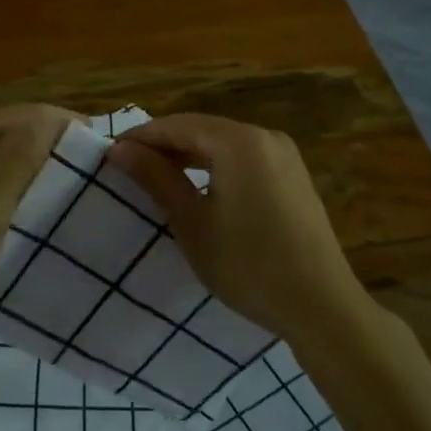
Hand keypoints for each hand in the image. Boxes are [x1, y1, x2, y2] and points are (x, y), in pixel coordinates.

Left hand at [0, 103, 76, 331]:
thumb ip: (16, 160)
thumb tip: (48, 118)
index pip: (15, 114)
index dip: (55, 121)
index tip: (93, 140)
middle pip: (0, 130)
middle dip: (42, 139)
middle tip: (81, 163)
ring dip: (23, 160)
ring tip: (59, 181)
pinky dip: (2, 180)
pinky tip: (19, 201)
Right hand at [108, 113, 371, 342]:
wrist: (320, 305)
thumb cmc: (247, 265)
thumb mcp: (192, 222)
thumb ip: (156, 178)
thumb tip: (120, 149)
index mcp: (239, 142)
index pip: (177, 125)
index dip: (141, 137)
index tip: (109, 156)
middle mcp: (265, 136)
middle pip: (202, 129)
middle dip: (164, 145)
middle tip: (129, 169)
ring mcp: (284, 155)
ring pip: (223, 143)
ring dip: (189, 155)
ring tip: (157, 178)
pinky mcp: (293, 176)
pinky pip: (244, 158)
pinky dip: (216, 166)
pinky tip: (199, 188)